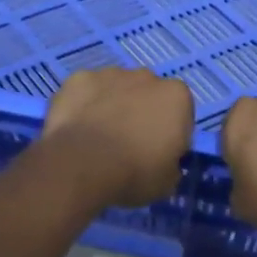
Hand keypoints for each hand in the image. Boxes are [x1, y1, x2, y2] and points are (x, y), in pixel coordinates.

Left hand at [41, 68, 193, 207]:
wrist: (82, 163)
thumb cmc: (134, 172)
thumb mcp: (166, 182)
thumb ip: (171, 165)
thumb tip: (165, 163)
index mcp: (176, 96)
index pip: (180, 114)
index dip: (170, 134)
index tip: (157, 154)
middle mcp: (147, 77)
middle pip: (148, 95)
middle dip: (141, 113)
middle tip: (127, 145)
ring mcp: (111, 74)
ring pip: (116, 89)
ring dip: (112, 106)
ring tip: (98, 138)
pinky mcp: (79, 78)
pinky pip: (86, 91)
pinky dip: (84, 104)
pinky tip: (77, 128)